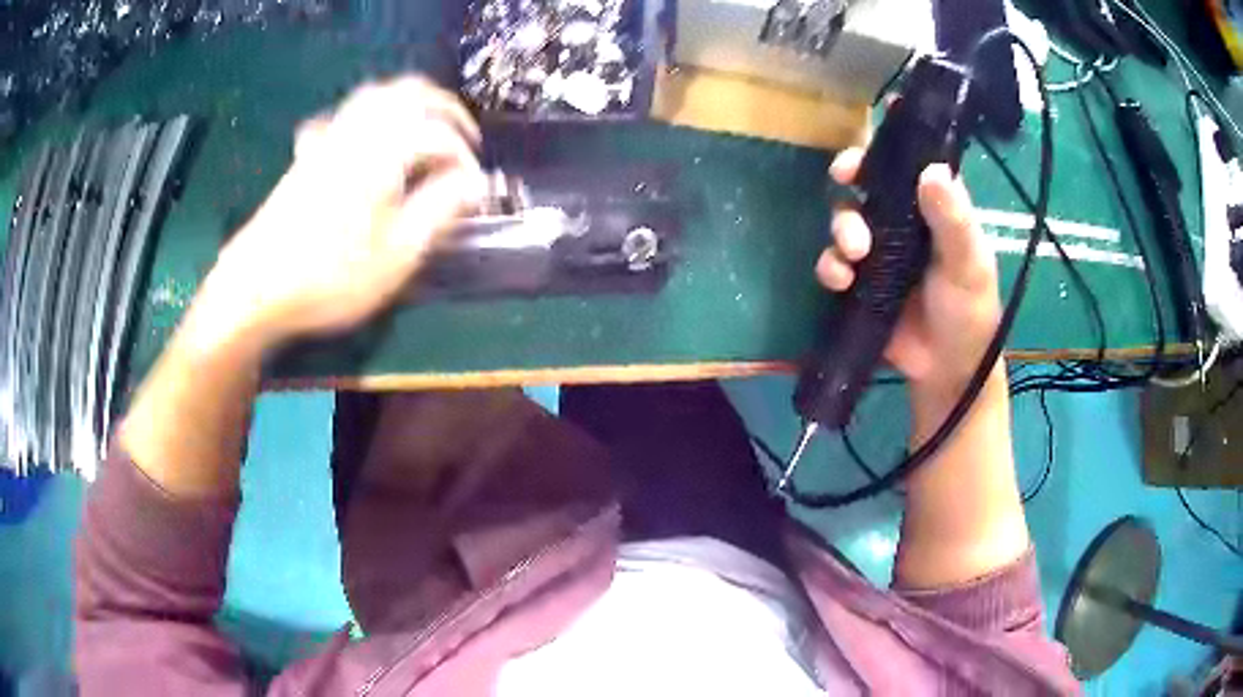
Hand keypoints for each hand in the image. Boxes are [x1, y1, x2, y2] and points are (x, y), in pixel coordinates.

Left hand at [188, 76, 487, 355]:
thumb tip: (475, 183)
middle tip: (464, 136)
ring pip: (375, 96)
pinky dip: (368, 114)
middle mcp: (357, 132)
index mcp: (384, 151)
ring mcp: (328, 140)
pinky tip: (367, 136)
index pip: (439, 136)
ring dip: (408, 103)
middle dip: (444, 108)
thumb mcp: (398, 254)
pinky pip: (343, 115)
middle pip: (408, 93)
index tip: (476, 192)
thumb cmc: (331, 276)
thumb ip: (441, 210)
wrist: (256, 288)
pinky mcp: (307, 156)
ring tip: (426, 126)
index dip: (464, 159)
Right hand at [816, 149, 1001, 397]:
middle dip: (852, 174)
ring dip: (842, 226)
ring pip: (846, 216)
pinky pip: (834, 262)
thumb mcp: (969, 264)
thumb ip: (953, 220)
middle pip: (868, 180)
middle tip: (846, 176)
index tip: (879, 119)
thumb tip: (930, 171)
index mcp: (934, 208)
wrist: (946, 371)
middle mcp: (903, 220)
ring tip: (855, 252)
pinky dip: (831, 267)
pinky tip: (842, 281)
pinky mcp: (859, 281)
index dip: (894, 139)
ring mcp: (878, 250)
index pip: (912, 161)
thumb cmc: (968, 312)